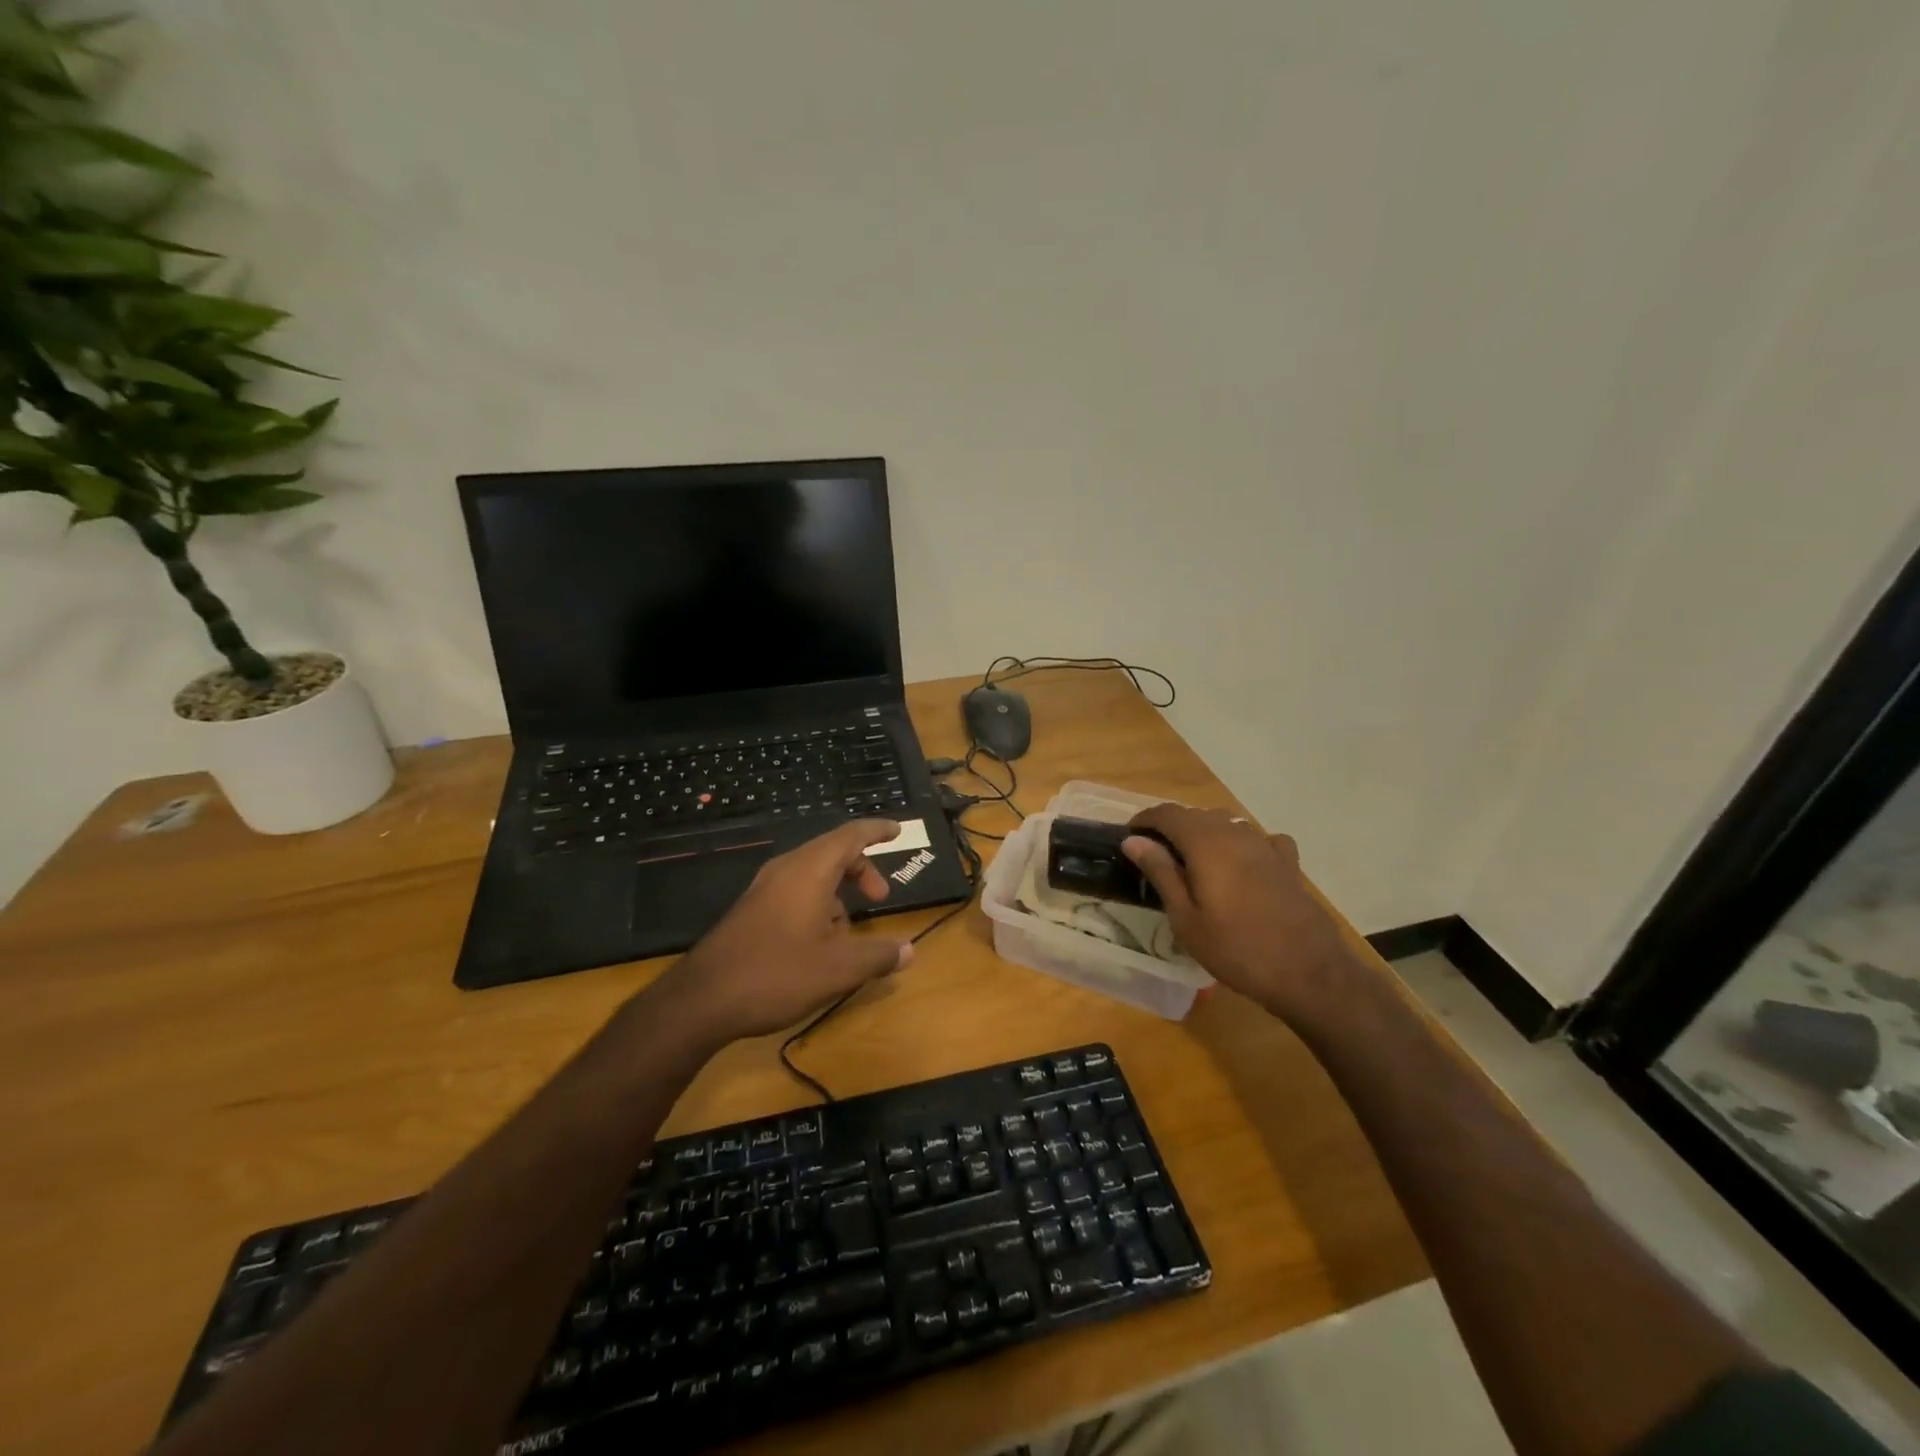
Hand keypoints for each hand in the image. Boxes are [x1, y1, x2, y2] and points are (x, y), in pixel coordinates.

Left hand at [645, 820, 914, 1044]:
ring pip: (811, 874)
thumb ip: (878, 956)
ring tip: (848, 931)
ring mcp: (764, 889)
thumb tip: (909, 950)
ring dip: (837, 891)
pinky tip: (818, 944)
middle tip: (880, 897)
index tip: (898, 830)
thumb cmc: (776, 974)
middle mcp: (786, 870)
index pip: (850, 835)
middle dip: (861, 869)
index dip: (876, 830)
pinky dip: (816, 903)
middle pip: (832, 851)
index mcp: (809, 871)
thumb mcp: (838, 970)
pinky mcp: (751, 910)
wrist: (701, 1000)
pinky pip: (794, 891)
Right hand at [1121, 805, 1354, 1020]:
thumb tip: (1133, 840)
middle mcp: (1236, 833)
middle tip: (1155, 855)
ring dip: (1205, 833)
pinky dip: (1243, 843)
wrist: (1308, 973)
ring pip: (1228, 823)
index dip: (1145, 820)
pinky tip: (1243, 863)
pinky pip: (1260, 839)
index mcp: (1206, 843)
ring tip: (1193, 860)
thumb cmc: (1236, 949)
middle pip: (1197, 815)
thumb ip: (1161, 872)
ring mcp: (1266, 846)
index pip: (1168, 813)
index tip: (1130, 836)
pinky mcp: (1288, 863)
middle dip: (1172, 827)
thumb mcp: (1186, 918)